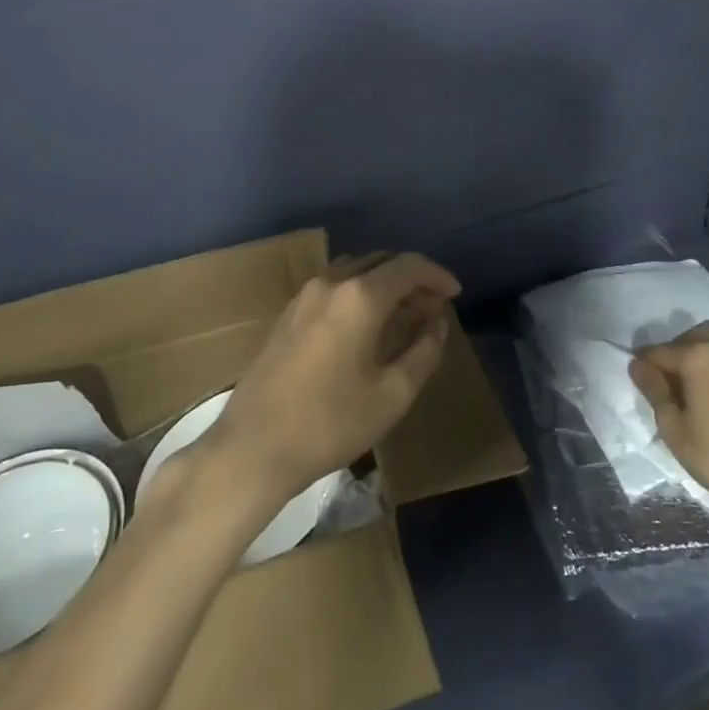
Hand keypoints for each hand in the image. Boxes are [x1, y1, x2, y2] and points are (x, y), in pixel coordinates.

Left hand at [206, 252, 459, 507]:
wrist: (253, 447)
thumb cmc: (330, 423)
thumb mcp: (392, 395)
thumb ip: (423, 352)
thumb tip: (437, 324)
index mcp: (359, 296)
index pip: (408, 266)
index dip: (437, 275)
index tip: (455, 294)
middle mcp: (331, 282)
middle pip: (381, 262)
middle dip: (411, 279)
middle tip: (433, 307)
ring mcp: (304, 296)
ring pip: (355, 271)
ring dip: (383, 284)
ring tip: (403, 314)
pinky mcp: (287, 313)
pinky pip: (333, 286)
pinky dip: (358, 293)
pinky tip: (365, 324)